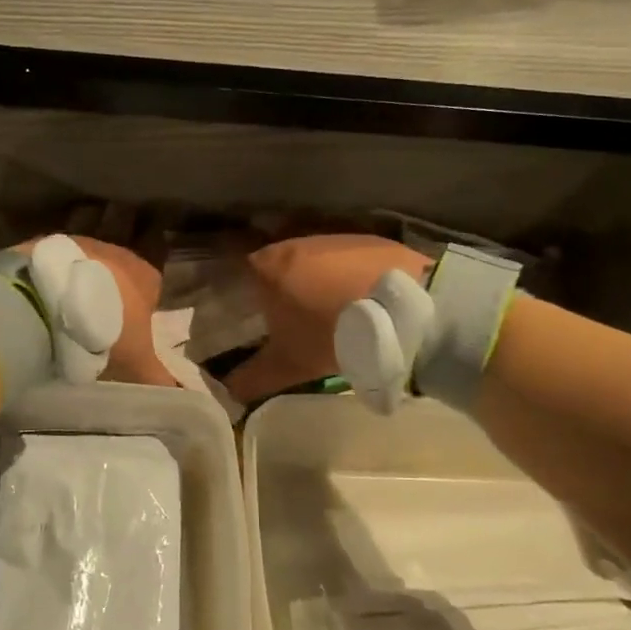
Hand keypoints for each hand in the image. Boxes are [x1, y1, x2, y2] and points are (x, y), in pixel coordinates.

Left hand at [18, 235, 177, 387]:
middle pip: (118, 282)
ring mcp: (81, 244)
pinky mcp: (47, 244)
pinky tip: (43, 309)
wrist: (50, 298)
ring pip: (86, 273)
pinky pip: (56, 270)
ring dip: (78, 294)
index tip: (125, 343)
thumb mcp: (137, 361)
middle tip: (94, 337)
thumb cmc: (107, 327)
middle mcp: (119, 252)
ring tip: (63, 325)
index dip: (140, 320)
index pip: (152, 296)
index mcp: (147, 275)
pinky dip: (52, 287)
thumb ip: (159, 378)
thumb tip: (178, 394)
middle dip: (108, 305)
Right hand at [222, 234, 431, 402]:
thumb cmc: (331, 333)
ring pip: (312, 258)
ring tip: (323, 308)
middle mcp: (295, 241)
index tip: (239, 308)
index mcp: (266, 265)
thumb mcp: (288, 365)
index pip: (235, 266)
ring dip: (313, 278)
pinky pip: (347, 259)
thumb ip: (253, 378)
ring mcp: (335, 237)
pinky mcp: (370, 241)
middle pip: (274, 261)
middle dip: (276, 284)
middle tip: (281, 314)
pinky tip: (357, 298)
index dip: (235, 286)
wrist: (403, 311)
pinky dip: (346, 275)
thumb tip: (228, 392)